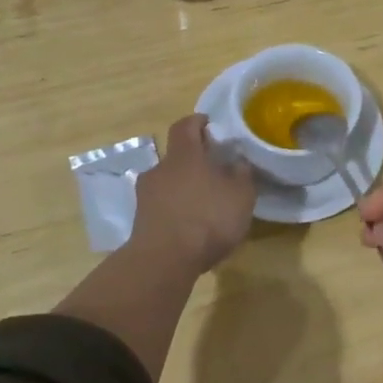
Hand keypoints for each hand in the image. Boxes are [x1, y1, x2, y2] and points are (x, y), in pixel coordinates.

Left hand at [129, 114, 256, 274]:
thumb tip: (237, 162)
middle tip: (214, 172)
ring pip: (167, 182)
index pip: (185, 125)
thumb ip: (241, 175)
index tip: (209, 124)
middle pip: (176, 156)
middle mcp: (160, 168)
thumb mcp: (240, 195)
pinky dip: (175, 210)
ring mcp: (146, 195)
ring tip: (204, 204)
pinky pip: (161, 206)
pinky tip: (191, 226)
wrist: (163, 260)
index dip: (197, 122)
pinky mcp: (140, 221)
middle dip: (193, 161)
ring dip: (183, 188)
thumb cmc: (207, 218)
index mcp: (184, 154)